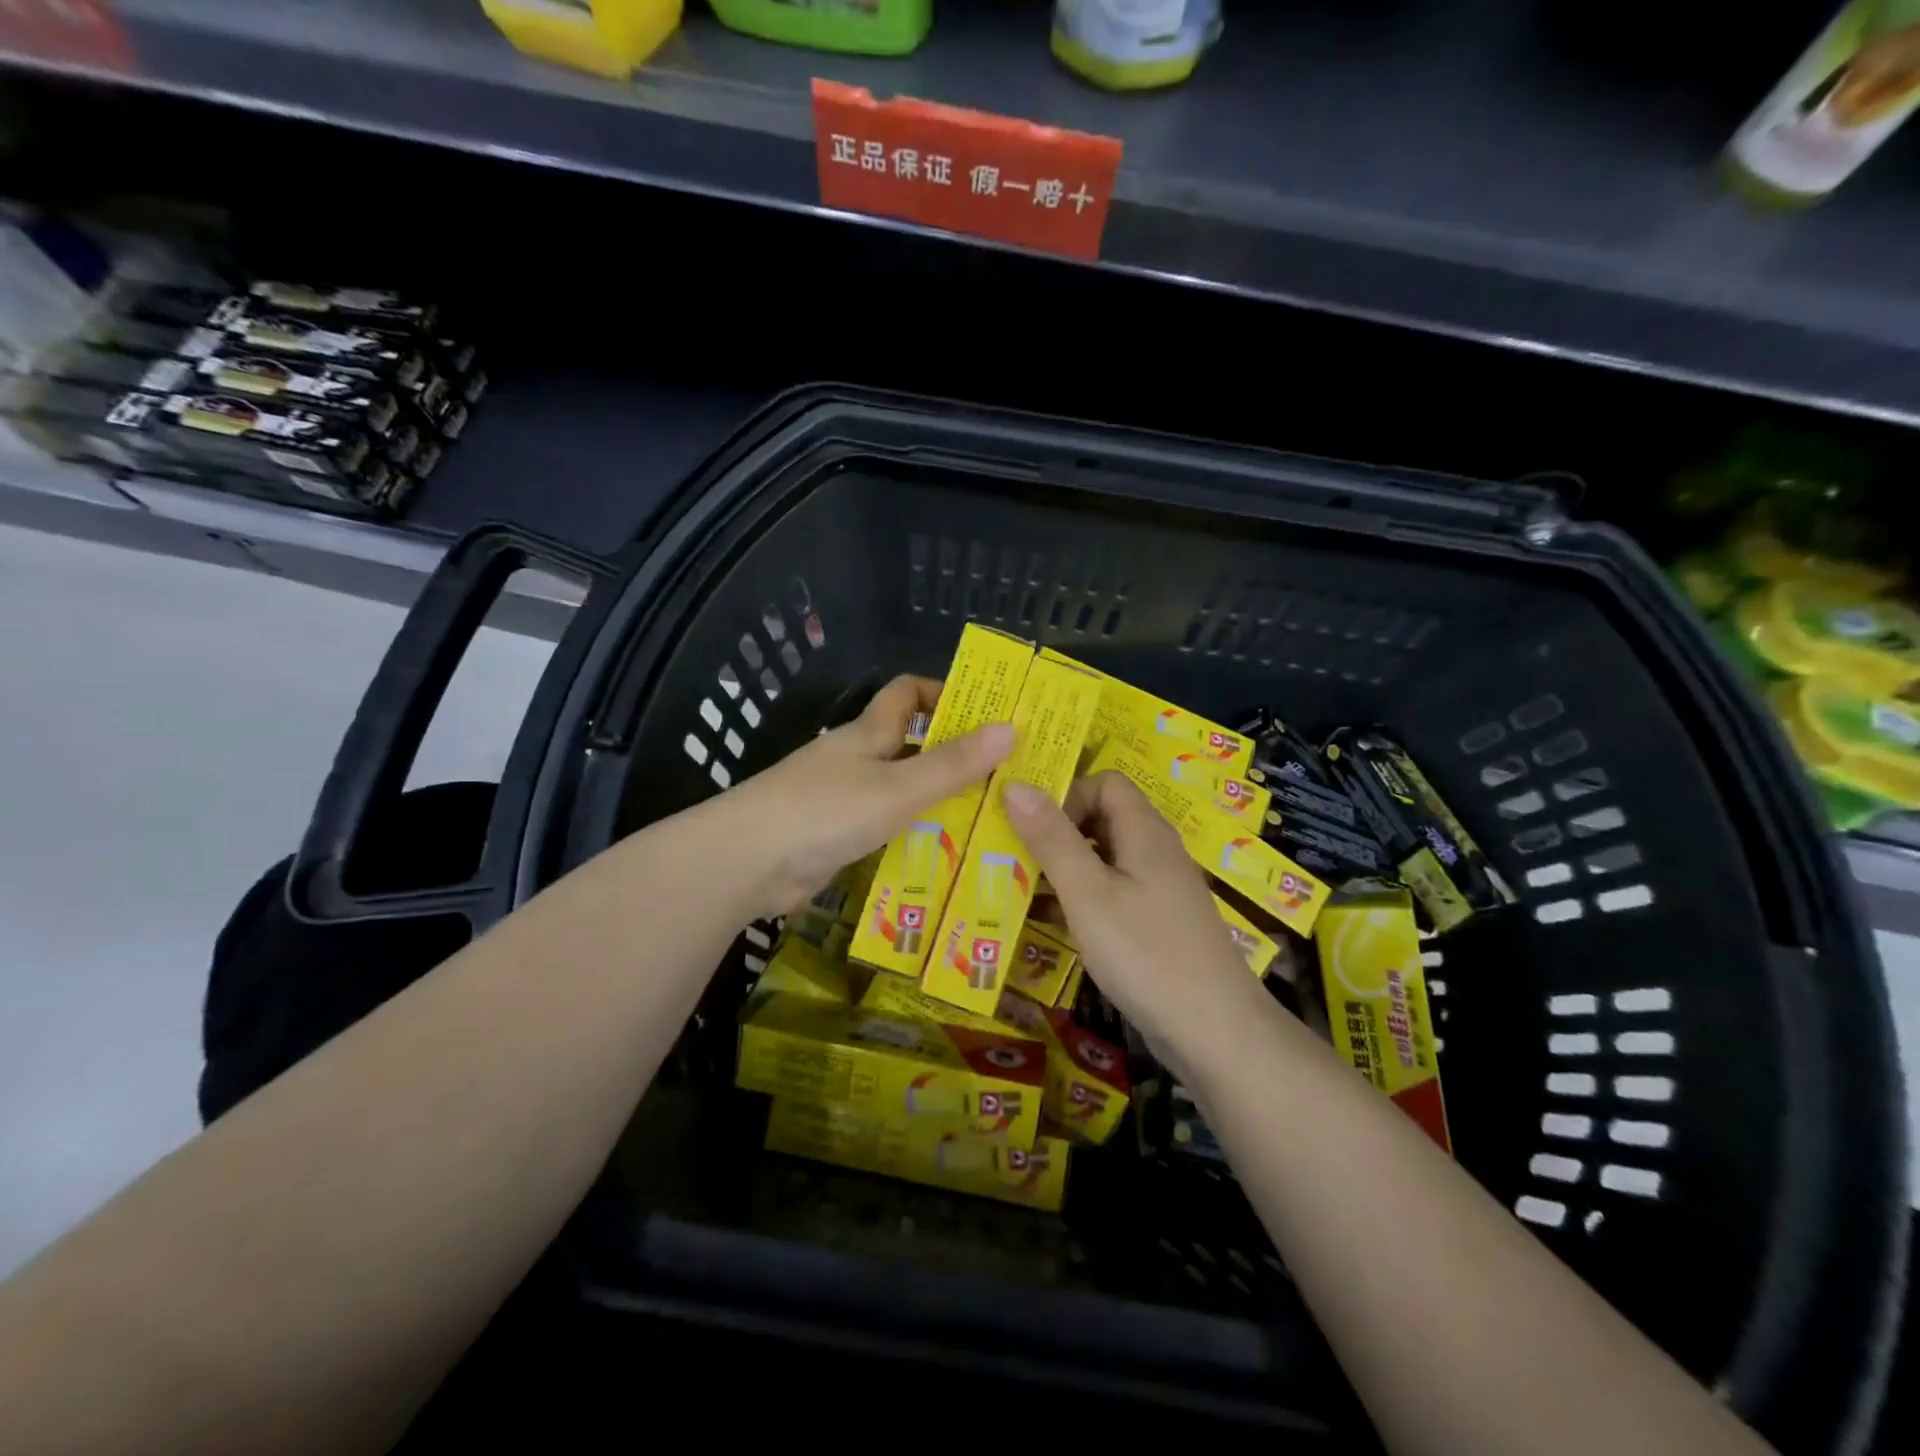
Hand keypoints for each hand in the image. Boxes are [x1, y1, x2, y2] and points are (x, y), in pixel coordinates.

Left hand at [732, 675, 1012, 918]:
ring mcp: (841, 799)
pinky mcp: (833, 837)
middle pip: (909, 745)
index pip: (906, 693)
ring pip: (899, 790)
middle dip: (953, 756)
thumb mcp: (899, 787)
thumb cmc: (826, 811)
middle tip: (1005, 779)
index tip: (985, 714)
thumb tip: (1012, 727)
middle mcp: (856, 759)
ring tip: (988, 822)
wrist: (746, 862)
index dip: (943, 693)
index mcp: (868, 733)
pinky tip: (942, 858)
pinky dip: (911, 837)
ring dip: (936, 802)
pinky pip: (883, 828)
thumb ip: (954, 764)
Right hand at [1004, 771, 1273, 1064]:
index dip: (1068, 795)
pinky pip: (1113, 892)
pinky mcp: (1158, 923)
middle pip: (1103, 818)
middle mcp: (1156, 851)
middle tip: (1016, 856)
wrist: (1215, 1031)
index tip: (1032, 827)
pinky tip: (1051, 923)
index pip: (1105, 783)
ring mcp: (1160, 889)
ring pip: (1105, 859)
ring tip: (1022, 888)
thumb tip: (1015, 783)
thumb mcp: (1087, 893)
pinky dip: (1081, 898)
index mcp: (1144, 831)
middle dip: (1058, 831)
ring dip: (1064, 867)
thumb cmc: (1145, 953)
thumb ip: (1051, 838)